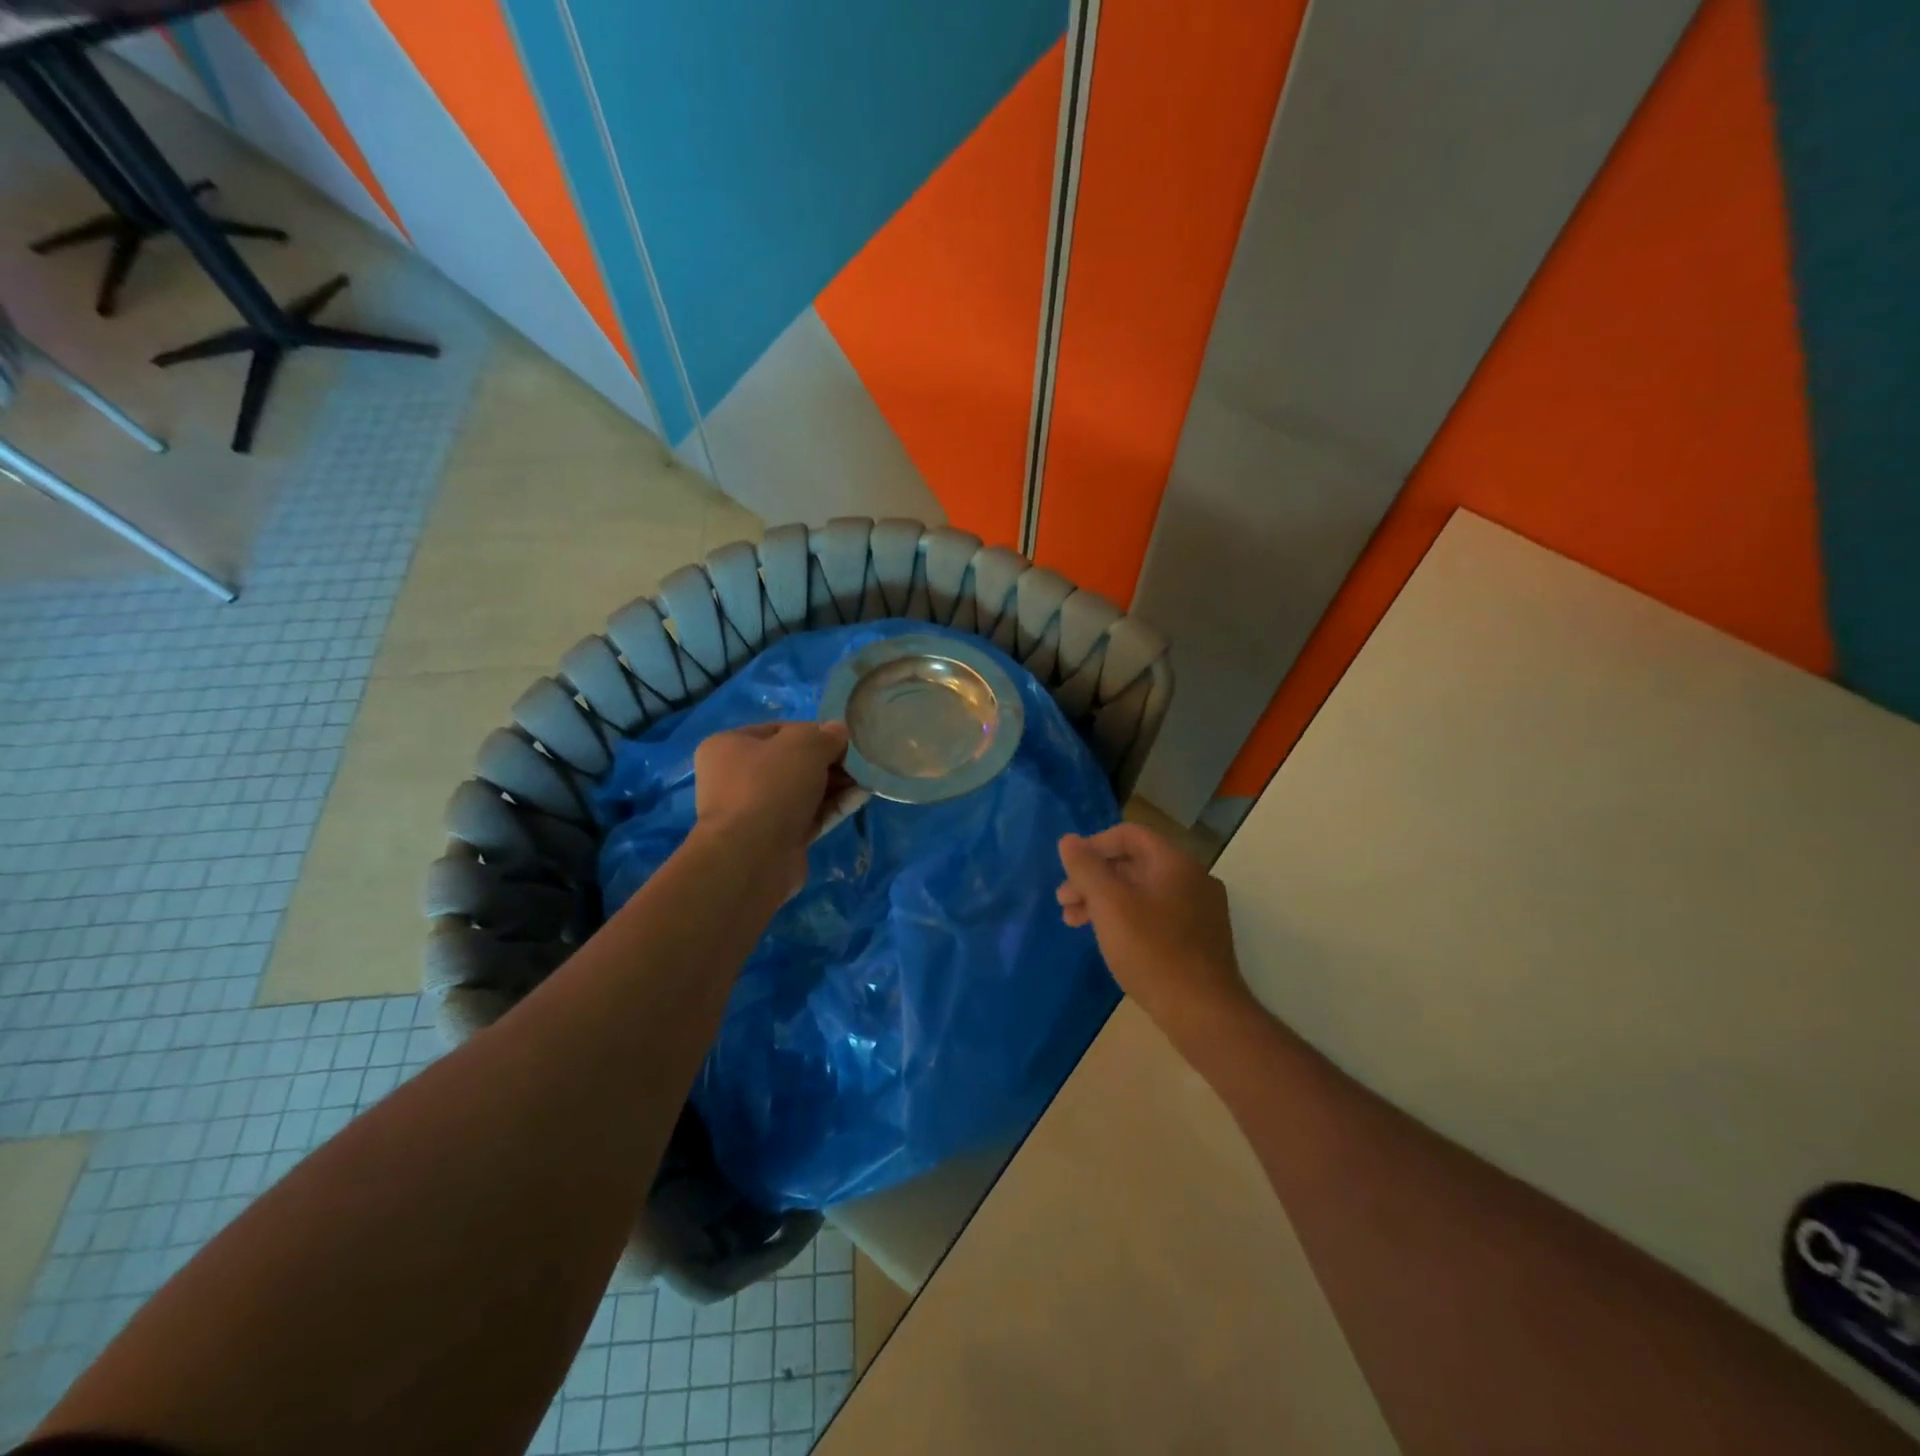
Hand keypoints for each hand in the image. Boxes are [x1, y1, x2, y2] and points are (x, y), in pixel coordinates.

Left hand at [692, 721, 850, 895]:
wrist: (752, 857)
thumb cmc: (770, 787)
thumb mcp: (805, 745)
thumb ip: (826, 735)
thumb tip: (838, 732)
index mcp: (729, 746)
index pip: (779, 731)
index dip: (814, 732)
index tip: (842, 740)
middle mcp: (737, 778)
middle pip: (793, 762)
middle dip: (829, 762)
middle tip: (858, 762)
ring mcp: (756, 811)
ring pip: (803, 791)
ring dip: (835, 784)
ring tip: (867, 779)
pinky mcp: (776, 839)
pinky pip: (809, 816)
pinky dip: (833, 806)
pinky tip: (860, 797)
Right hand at [1057, 823, 1250, 1041]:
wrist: (1204, 1013)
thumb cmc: (1152, 951)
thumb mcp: (1109, 905)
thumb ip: (1086, 868)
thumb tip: (1068, 840)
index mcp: (1175, 862)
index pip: (1129, 834)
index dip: (1093, 846)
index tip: (1069, 870)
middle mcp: (1193, 878)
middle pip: (1134, 863)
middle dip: (1094, 879)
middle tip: (1064, 902)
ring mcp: (1200, 910)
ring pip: (1143, 891)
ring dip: (1105, 901)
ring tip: (1074, 923)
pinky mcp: (1199, 939)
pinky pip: (1156, 914)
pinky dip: (1127, 918)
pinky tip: (1109, 940)